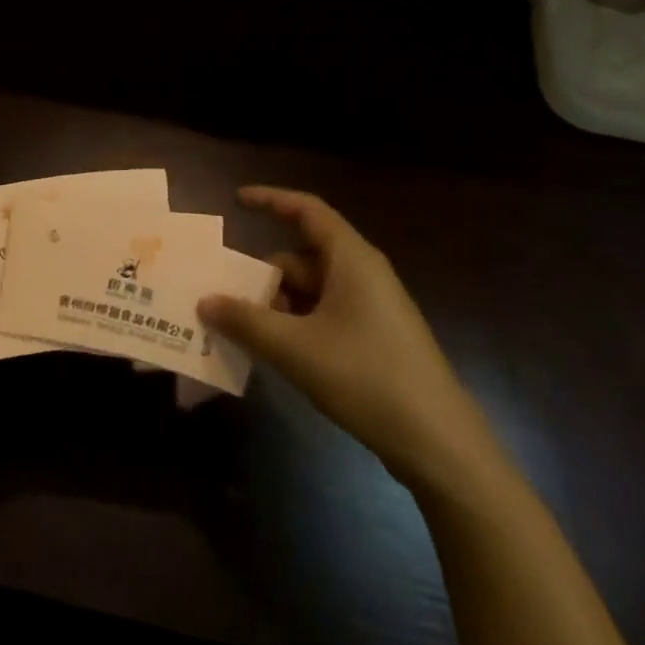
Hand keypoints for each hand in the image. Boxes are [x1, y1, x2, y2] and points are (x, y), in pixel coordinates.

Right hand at [199, 186, 498, 492]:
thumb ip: (245, 321)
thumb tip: (205, 301)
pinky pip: (324, 316)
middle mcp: (363, 274)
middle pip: (301, 257)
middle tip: (224, 299)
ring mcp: (372, 308)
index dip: (271, 200)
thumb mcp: (295, 348)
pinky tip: (274, 353)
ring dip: (276, 306)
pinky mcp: (375, 339)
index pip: (307, 210)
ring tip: (241, 332)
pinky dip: (295, 325)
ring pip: (311, 290)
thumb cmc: (366, 377)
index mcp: (351, 259)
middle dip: (263, 275)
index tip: (236, 202)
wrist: (439, 444)